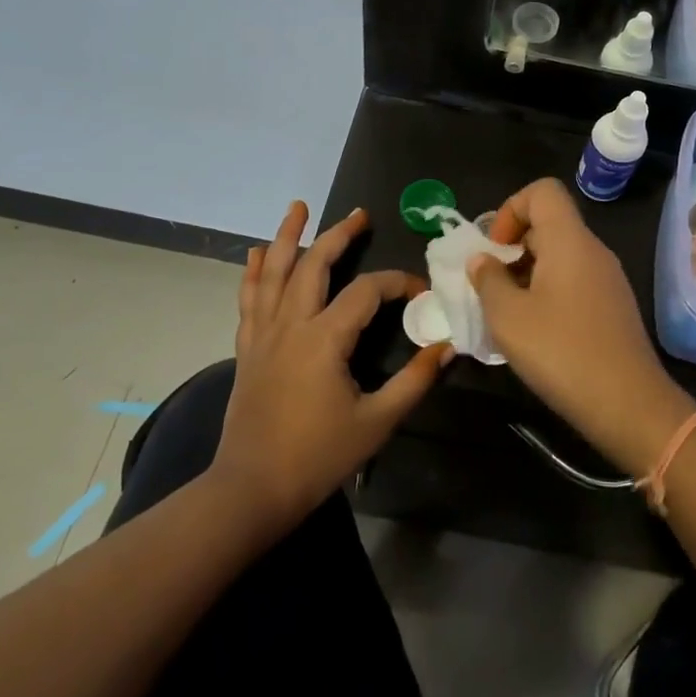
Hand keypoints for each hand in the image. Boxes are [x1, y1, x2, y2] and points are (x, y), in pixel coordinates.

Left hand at [209, 201, 451, 530]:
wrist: (252, 488)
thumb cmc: (318, 457)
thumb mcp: (377, 421)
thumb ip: (415, 381)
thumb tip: (447, 348)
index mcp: (324, 339)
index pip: (366, 292)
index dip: (396, 283)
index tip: (418, 291)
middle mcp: (291, 325)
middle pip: (314, 265)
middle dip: (339, 236)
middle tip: (359, 215)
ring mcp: (263, 334)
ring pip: (274, 273)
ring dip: (286, 237)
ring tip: (297, 208)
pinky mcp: (248, 348)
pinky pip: (249, 299)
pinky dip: (254, 272)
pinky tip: (257, 254)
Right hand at [468, 179, 690, 475]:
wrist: (628, 404)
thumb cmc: (561, 352)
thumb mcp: (508, 317)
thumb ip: (488, 280)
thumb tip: (483, 260)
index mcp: (570, 240)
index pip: (542, 191)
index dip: (511, 209)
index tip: (495, 249)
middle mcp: (593, 250)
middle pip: (550, 223)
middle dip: (513, 246)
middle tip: (491, 285)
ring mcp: (608, 278)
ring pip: (561, 255)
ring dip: (528, 273)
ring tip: (508, 312)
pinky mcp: (614, 306)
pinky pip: (575, 281)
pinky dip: (549, 292)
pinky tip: (536, 331)